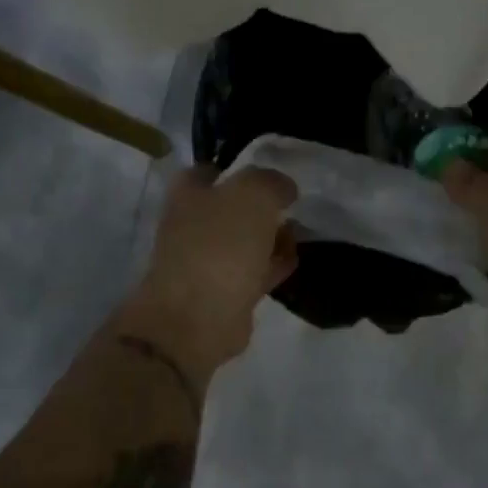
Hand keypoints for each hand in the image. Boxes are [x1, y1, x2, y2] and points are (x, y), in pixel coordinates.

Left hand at [124, 164, 299, 378]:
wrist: (197, 320)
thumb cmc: (220, 244)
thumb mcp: (253, 194)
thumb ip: (271, 182)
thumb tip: (283, 189)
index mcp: (188, 193)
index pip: (210, 170)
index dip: (237, 168)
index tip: (268, 174)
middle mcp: (192, 223)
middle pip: (231, 206)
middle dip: (261, 205)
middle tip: (290, 205)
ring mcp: (206, 260)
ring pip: (244, 239)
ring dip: (270, 235)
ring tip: (298, 231)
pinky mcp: (223, 293)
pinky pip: (253, 270)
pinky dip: (273, 264)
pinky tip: (293, 259)